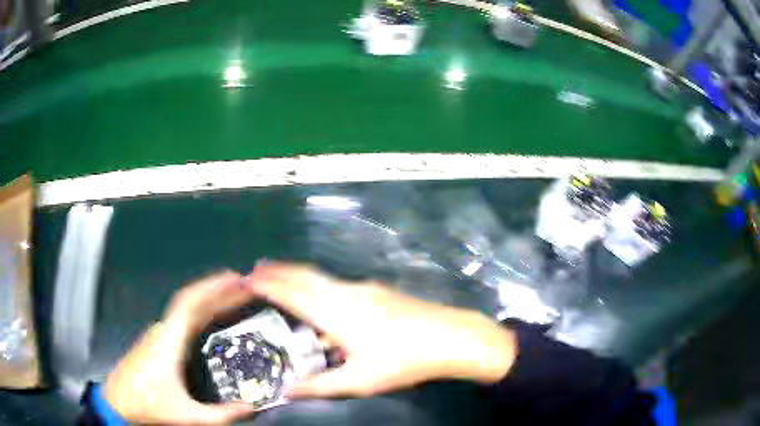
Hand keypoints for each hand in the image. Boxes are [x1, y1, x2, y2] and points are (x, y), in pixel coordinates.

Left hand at [104, 271, 257, 424]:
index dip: (213, 287)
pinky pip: (181, 319)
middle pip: (191, 301)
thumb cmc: (149, 405)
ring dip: (208, 300)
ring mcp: (157, 334)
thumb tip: (252, 408)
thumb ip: (222, 415)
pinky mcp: (155, 342)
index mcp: (169, 340)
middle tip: (244, 287)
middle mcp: (163, 330)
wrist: (118, 403)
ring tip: (232, 300)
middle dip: (217, 291)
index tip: (235, 278)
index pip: (191, 303)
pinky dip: (199, 313)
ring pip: (185, 309)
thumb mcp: (189, 416)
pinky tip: (209, 322)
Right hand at [247, 262, 517, 398]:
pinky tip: (321, 300)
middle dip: (278, 271)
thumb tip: (286, 391)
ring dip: (298, 275)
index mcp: (336, 313)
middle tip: (256, 269)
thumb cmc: (402, 361)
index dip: (268, 285)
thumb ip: (319, 387)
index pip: (292, 293)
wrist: (450, 337)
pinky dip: (317, 284)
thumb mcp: (358, 381)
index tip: (246, 278)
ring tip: (280, 277)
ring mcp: (365, 288)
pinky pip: (338, 284)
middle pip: (304, 276)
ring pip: (322, 277)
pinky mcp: (379, 291)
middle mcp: (346, 293)